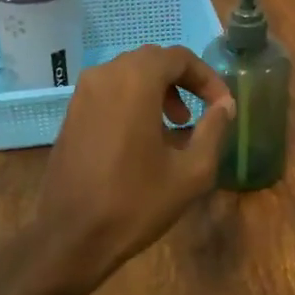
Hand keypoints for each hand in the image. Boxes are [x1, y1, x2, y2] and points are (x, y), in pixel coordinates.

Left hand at [34, 45, 235, 292]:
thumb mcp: (191, 171)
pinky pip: (110, 91)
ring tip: (176, 126)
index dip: (207, 78)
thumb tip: (224, 105)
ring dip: (157, 91)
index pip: (179, 57)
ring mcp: (83, 93)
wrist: (70, 236)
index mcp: (135, 80)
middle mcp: (105, 75)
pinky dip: (133, 101)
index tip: (222, 105)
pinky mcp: (71, 113)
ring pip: (129, 74)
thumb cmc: (136, 202)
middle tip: (200, 113)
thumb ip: (214, 129)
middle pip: (153, 61)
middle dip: (182, 81)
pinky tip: (144, 138)